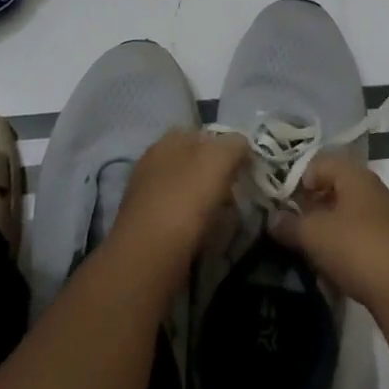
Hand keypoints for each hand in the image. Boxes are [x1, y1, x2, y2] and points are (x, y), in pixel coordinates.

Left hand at [109, 129, 249, 270]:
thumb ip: (234, 145)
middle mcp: (153, 161)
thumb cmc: (186, 198)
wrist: (149, 255)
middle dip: (215, 175)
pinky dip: (192, 223)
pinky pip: (177, 217)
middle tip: (236, 192)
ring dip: (204, 201)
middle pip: (193, 162)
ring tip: (224, 217)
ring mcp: (145, 194)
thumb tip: (241, 146)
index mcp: (168, 140)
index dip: (225, 146)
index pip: (202, 134)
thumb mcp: (219, 159)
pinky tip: (203, 235)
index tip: (243, 166)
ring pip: (185, 190)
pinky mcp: (144, 226)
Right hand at [269, 154, 388, 316]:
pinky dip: (347, 247)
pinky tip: (335, 268)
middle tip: (293, 226)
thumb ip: (290, 225)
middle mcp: (375, 190)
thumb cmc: (357, 248)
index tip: (284, 202)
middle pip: (337, 189)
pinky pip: (364, 238)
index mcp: (356, 176)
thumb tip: (272, 219)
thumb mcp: (314, 235)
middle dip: (314, 206)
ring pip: (351, 215)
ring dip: (330, 229)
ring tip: (311, 250)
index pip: (322, 163)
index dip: (300, 179)